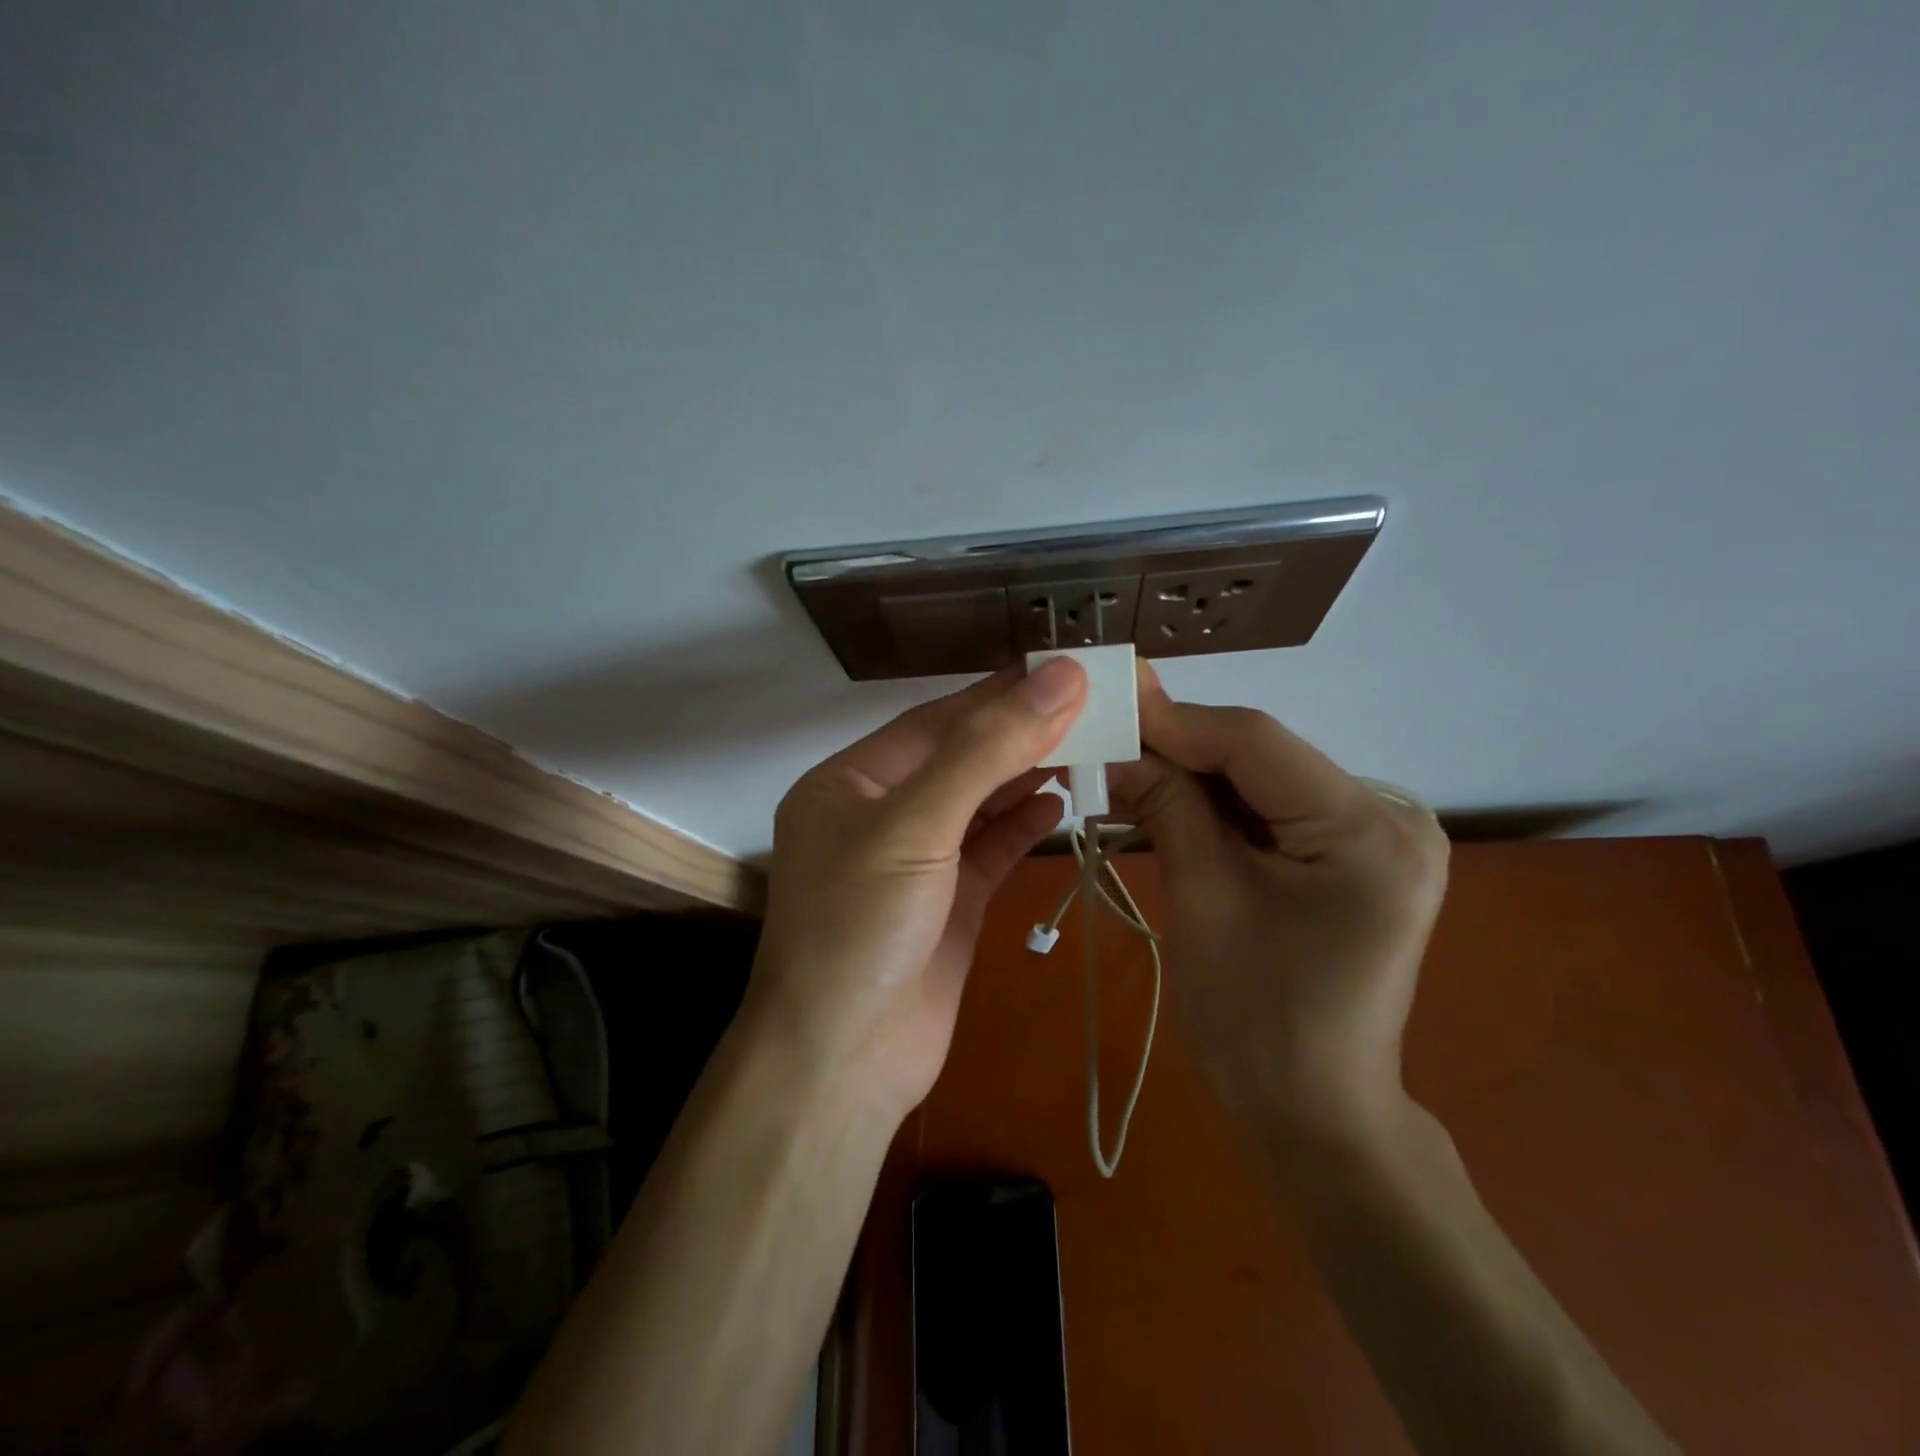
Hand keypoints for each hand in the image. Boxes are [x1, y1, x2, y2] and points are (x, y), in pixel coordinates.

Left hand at [747, 660, 1086, 1115]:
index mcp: (850, 782)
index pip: (935, 722)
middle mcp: (879, 815)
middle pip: (959, 758)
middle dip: (1018, 731)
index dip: (998, 693)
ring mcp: (915, 862)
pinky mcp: (947, 904)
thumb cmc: (861, 927)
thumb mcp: (916, 825)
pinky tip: (1059, 802)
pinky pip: (989, 849)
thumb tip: (1058, 678)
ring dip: (1027, 774)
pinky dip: (1022, 824)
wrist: (842, 1063)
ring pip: (978, 802)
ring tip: (1086, 744)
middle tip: (1088, 702)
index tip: (1060, 669)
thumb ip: (988, 750)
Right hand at [1108, 663, 1448, 1139]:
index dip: (1175, 720)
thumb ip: (1167, 806)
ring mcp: (1376, 839)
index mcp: (1368, 831)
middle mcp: (1389, 818)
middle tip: (1105, 740)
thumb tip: (1119, 745)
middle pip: (1263, 757)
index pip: (1257, 742)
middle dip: (1179, 750)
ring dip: (1193, 778)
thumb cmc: (1254, 1021)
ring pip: (1262, 781)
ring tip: (1123, 772)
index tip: (1107, 705)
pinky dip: (1217, 809)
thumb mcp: (1203, 899)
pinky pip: (1272, 813)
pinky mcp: (1353, 859)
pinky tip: (1166, 806)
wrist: (1311, 1117)